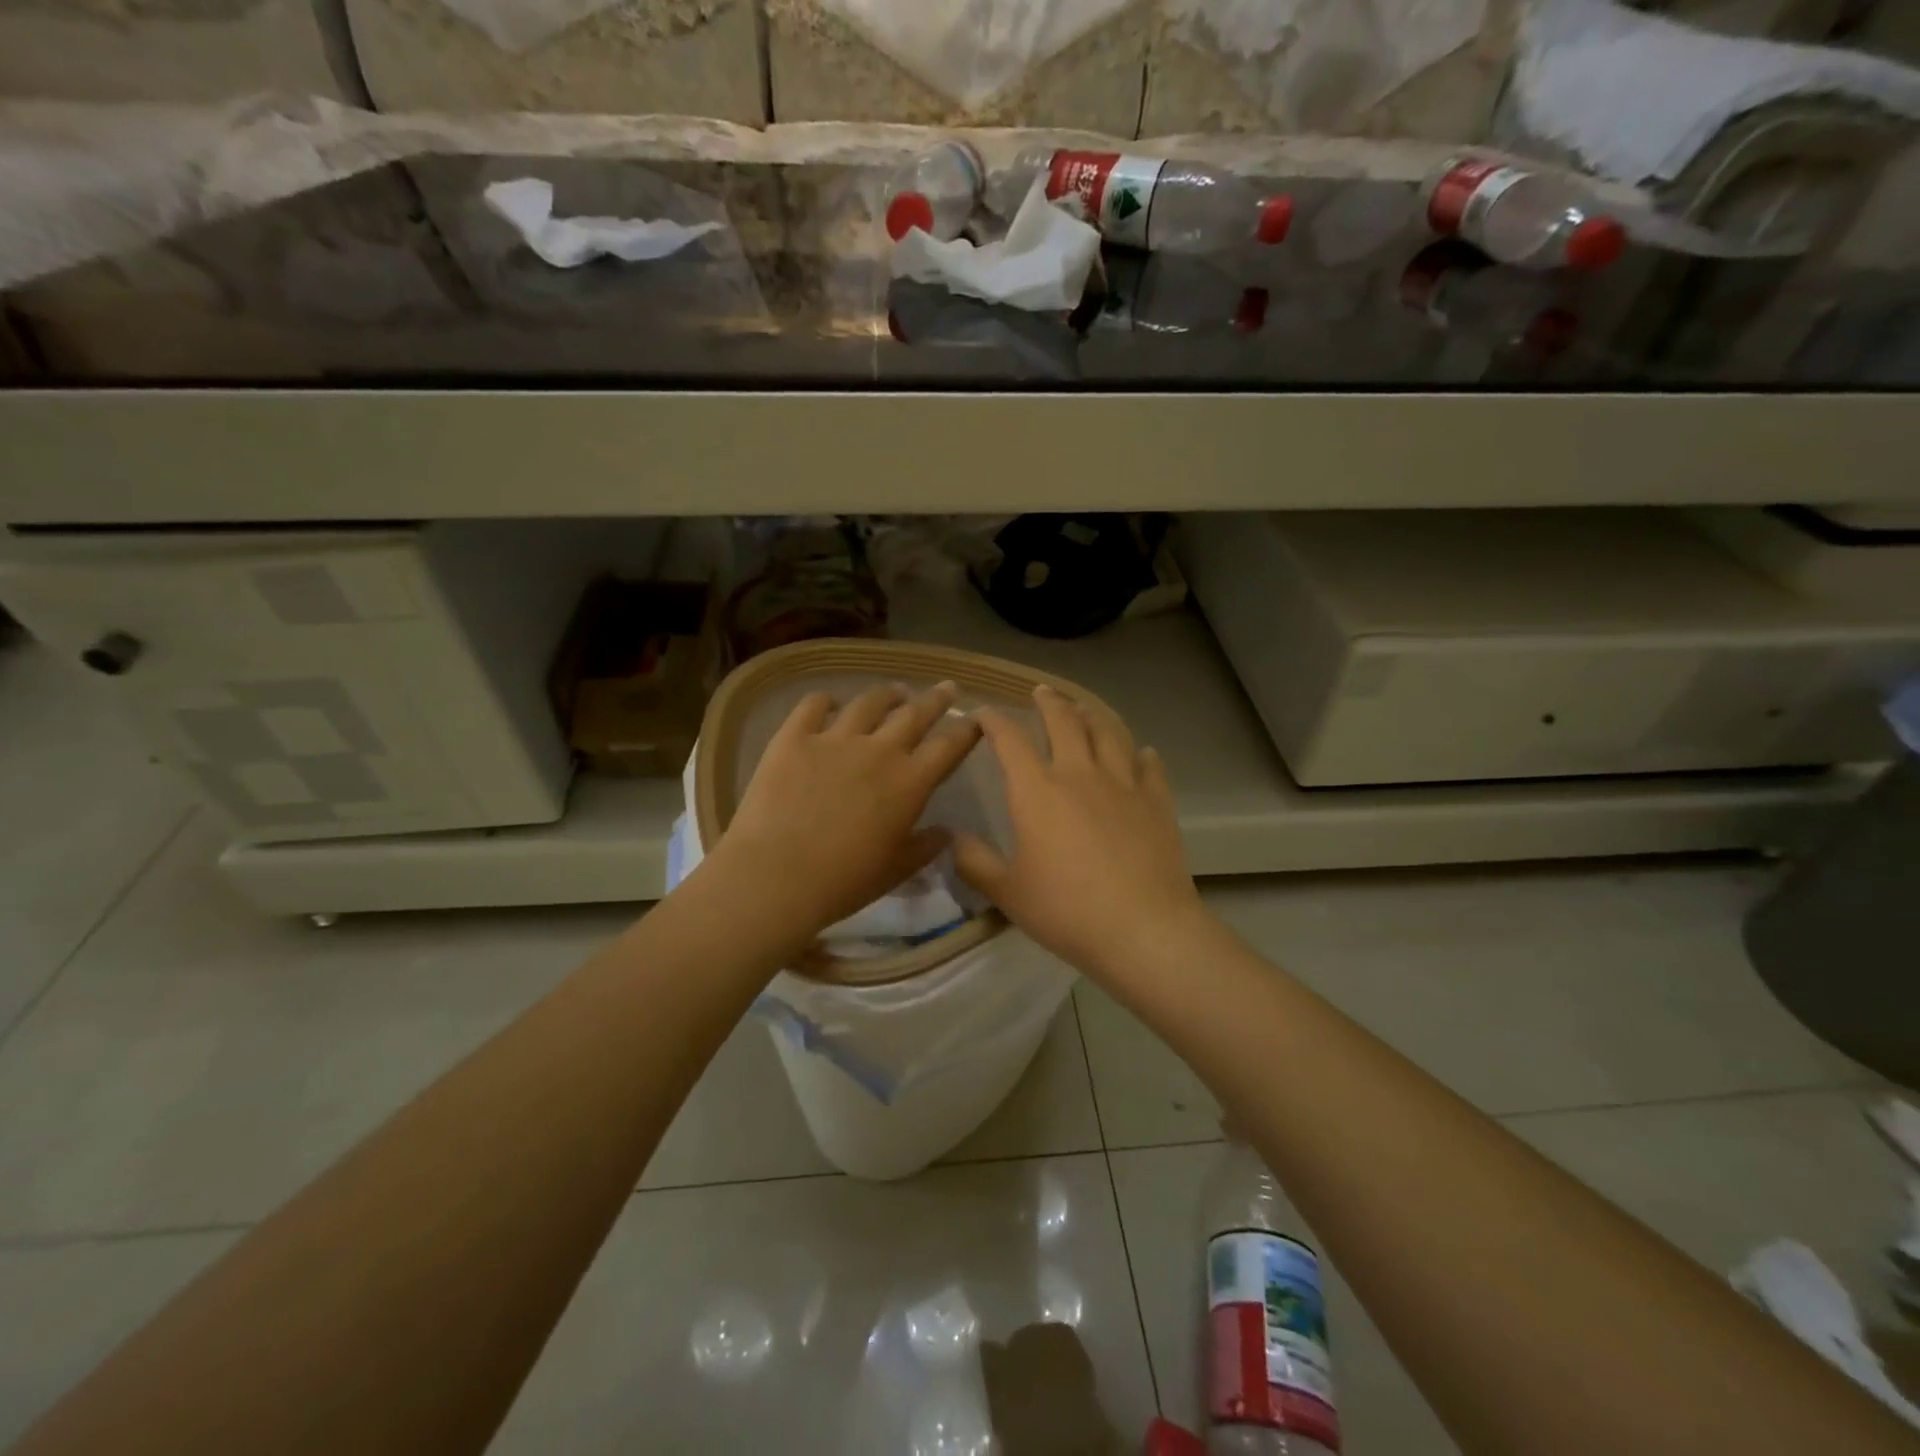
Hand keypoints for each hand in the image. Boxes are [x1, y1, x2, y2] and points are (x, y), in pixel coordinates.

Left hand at [711, 682, 981, 940]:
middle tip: (946, 688)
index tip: (976, 720)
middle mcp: (879, 750)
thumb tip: (946, 833)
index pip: (949, 747)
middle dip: (935, 700)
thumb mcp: (896, 870)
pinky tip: (829, 703)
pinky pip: (813, 705)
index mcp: (910, 782)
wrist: (776, 875)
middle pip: (914, 714)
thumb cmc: (844, 881)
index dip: (966, 731)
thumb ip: (926, 848)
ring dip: (887, 695)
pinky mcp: (794, 737)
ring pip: (869, 703)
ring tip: (894, 692)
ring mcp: (835, 738)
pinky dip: (825, 700)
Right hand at [953, 684, 1206, 978]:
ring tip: (1085, 709)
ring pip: (1108, 733)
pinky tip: (1141, 753)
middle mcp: (1079, 774)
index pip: (1010, 741)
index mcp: (1037, 791)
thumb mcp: (1007, 892)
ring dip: (1093, 715)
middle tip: (1042, 692)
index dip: (994, 722)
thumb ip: (974, 862)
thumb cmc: (1066, 910)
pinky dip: (1141, 754)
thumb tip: (952, 839)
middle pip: (1064, 721)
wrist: (1142, 928)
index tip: (984, 714)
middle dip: (1049, 702)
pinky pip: (1149, 766)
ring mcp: (1123, 784)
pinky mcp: (1157, 801)